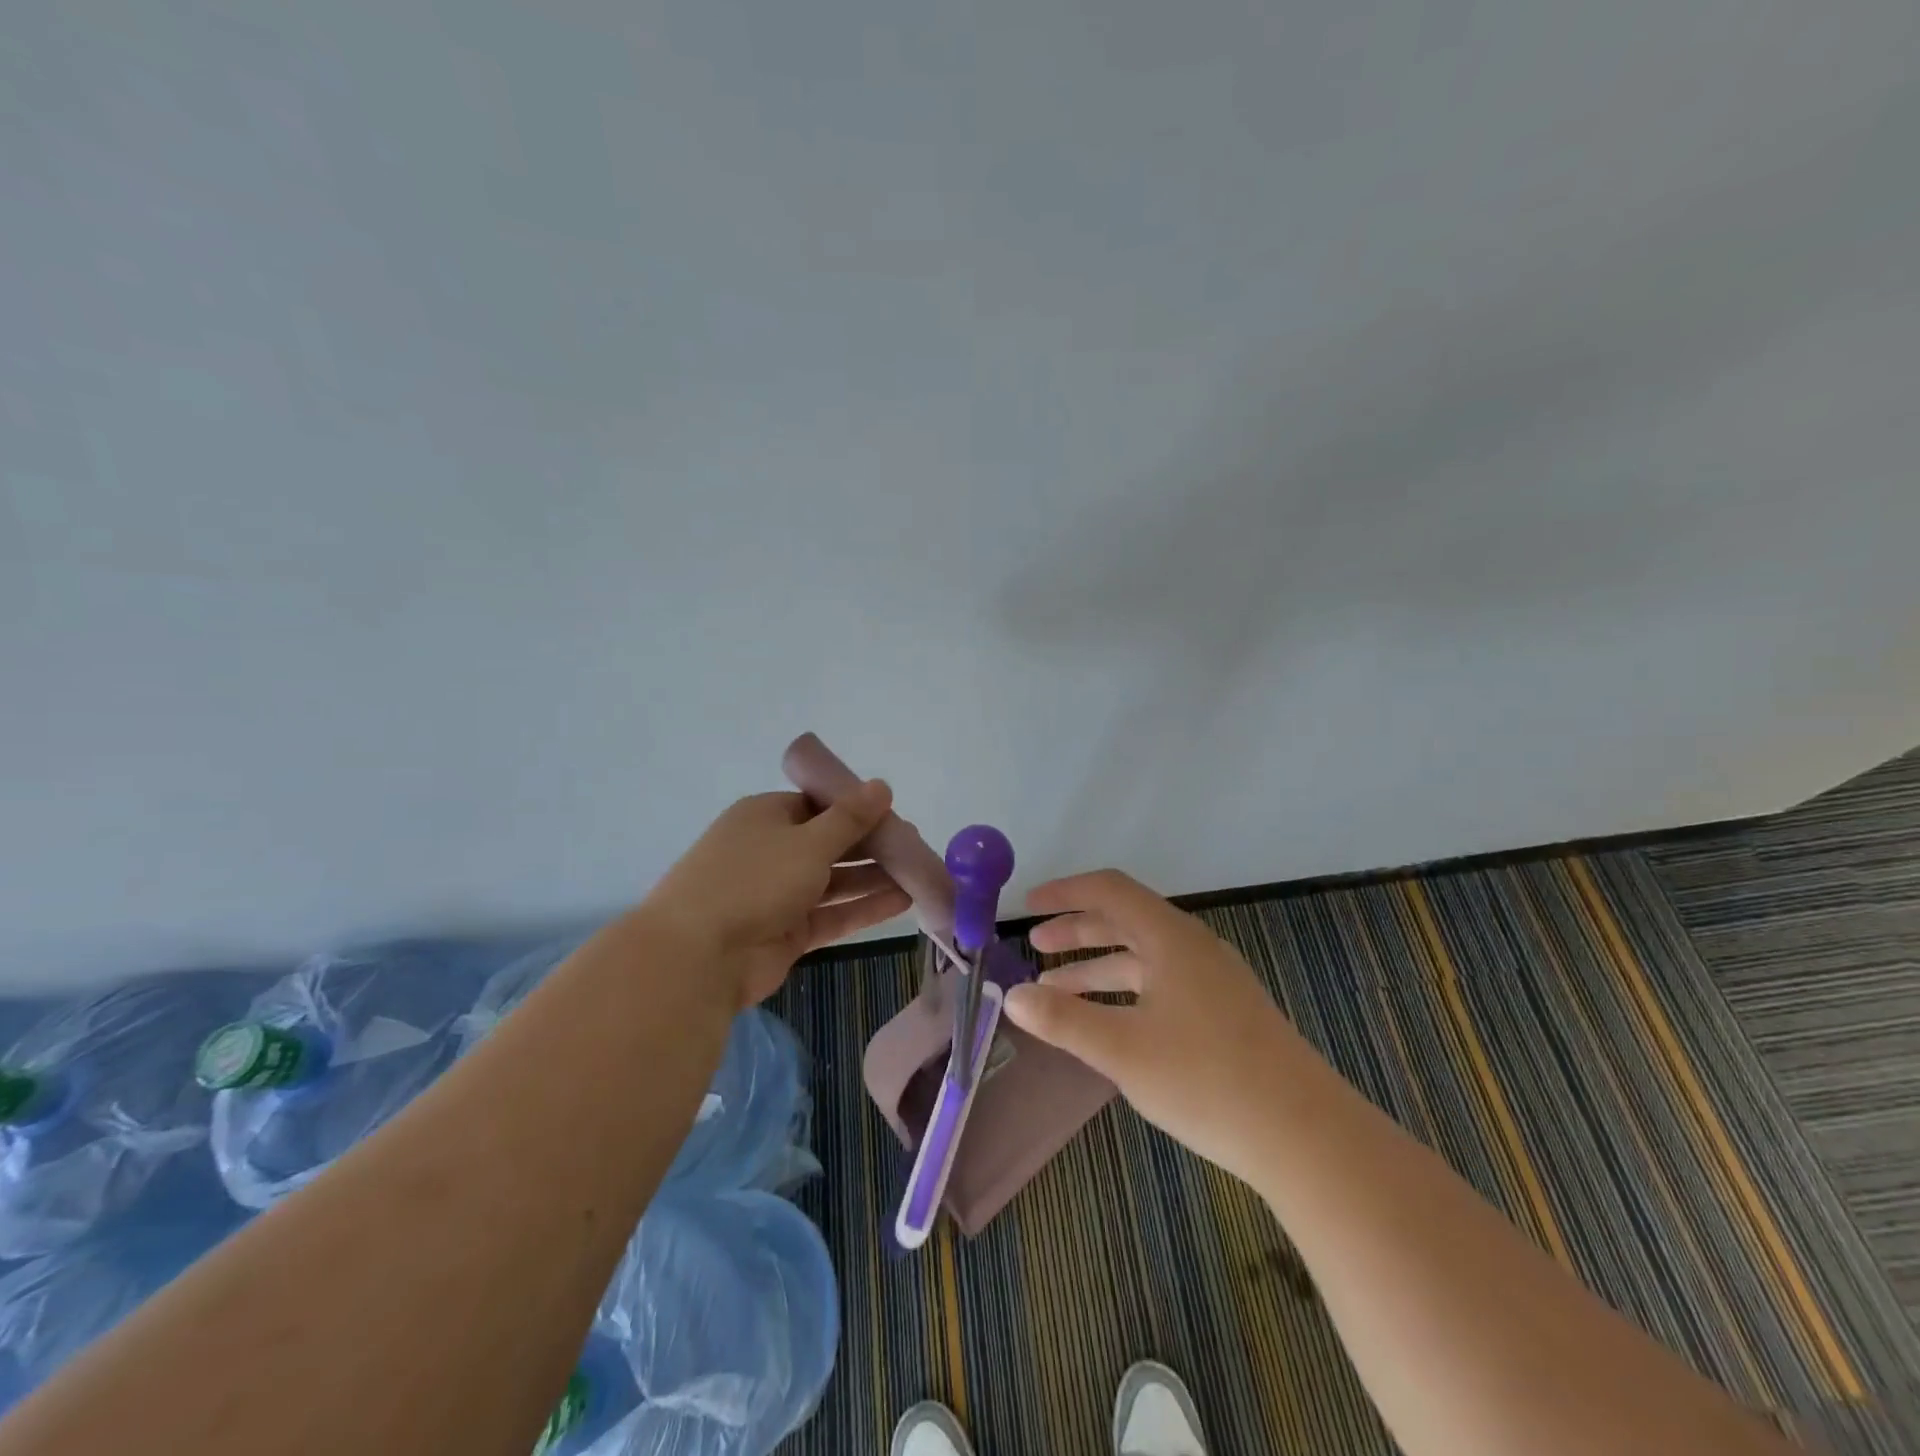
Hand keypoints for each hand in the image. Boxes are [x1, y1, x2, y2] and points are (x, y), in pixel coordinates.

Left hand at [644, 782, 910, 1006]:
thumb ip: (850, 818)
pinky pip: (832, 914)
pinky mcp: (787, 932)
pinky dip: (863, 908)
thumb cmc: (753, 880)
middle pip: (829, 843)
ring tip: (918, 874)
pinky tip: (903, 902)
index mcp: (766, 816)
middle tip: (914, 847)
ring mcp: (778, 894)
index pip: (818, 804)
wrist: (698, 957)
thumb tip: (882, 785)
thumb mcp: (809, 841)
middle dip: (871, 845)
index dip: (856, 808)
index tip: (893, 815)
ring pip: (834, 881)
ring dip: (873, 878)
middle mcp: (772, 851)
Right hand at [1004, 869, 1304, 1180]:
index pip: (1109, 891)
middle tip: (1036, 946)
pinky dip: (1125, 991)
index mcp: (1170, 937)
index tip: (1028, 906)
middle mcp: (1194, 947)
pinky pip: (1162, 983)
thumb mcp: (1122, 1049)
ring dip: (1098, 966)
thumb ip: (1063, 1019)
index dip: (1065, 893)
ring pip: (1144, 956)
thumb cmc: (1206, 1080)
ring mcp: (1214, 980)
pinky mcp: (1226, 1013)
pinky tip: (1109, 1021)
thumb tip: (1012, 995)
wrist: (1306, 1136)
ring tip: (1055, 990)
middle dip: (1077, 930)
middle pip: (1125, 920)